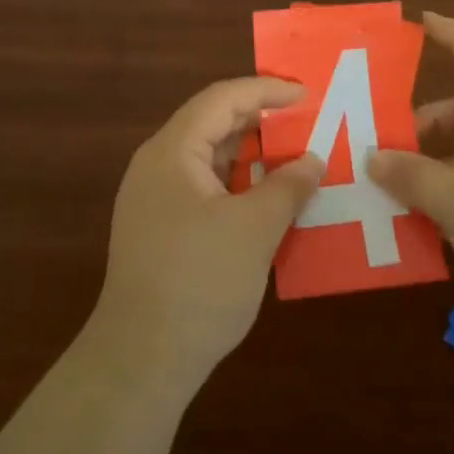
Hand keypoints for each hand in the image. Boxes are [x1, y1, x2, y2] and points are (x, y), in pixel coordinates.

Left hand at [93, 78, 323, 396]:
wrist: (141, 362)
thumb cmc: (199, 283)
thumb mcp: (254, 230)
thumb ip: (287, 187)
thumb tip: (312, 160)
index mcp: (172, 152)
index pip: (222, 99)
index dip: (266, 90)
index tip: (307, 94)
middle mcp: (158, 166)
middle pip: (213, 124)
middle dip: (261, 121)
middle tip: (307, 122)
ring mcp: (156, 199)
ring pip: (210, 159)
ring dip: (252, 155)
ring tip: (296, 157)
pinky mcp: (162, 229)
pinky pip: (206, 188)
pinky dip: (239, 184)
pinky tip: (269, 198)